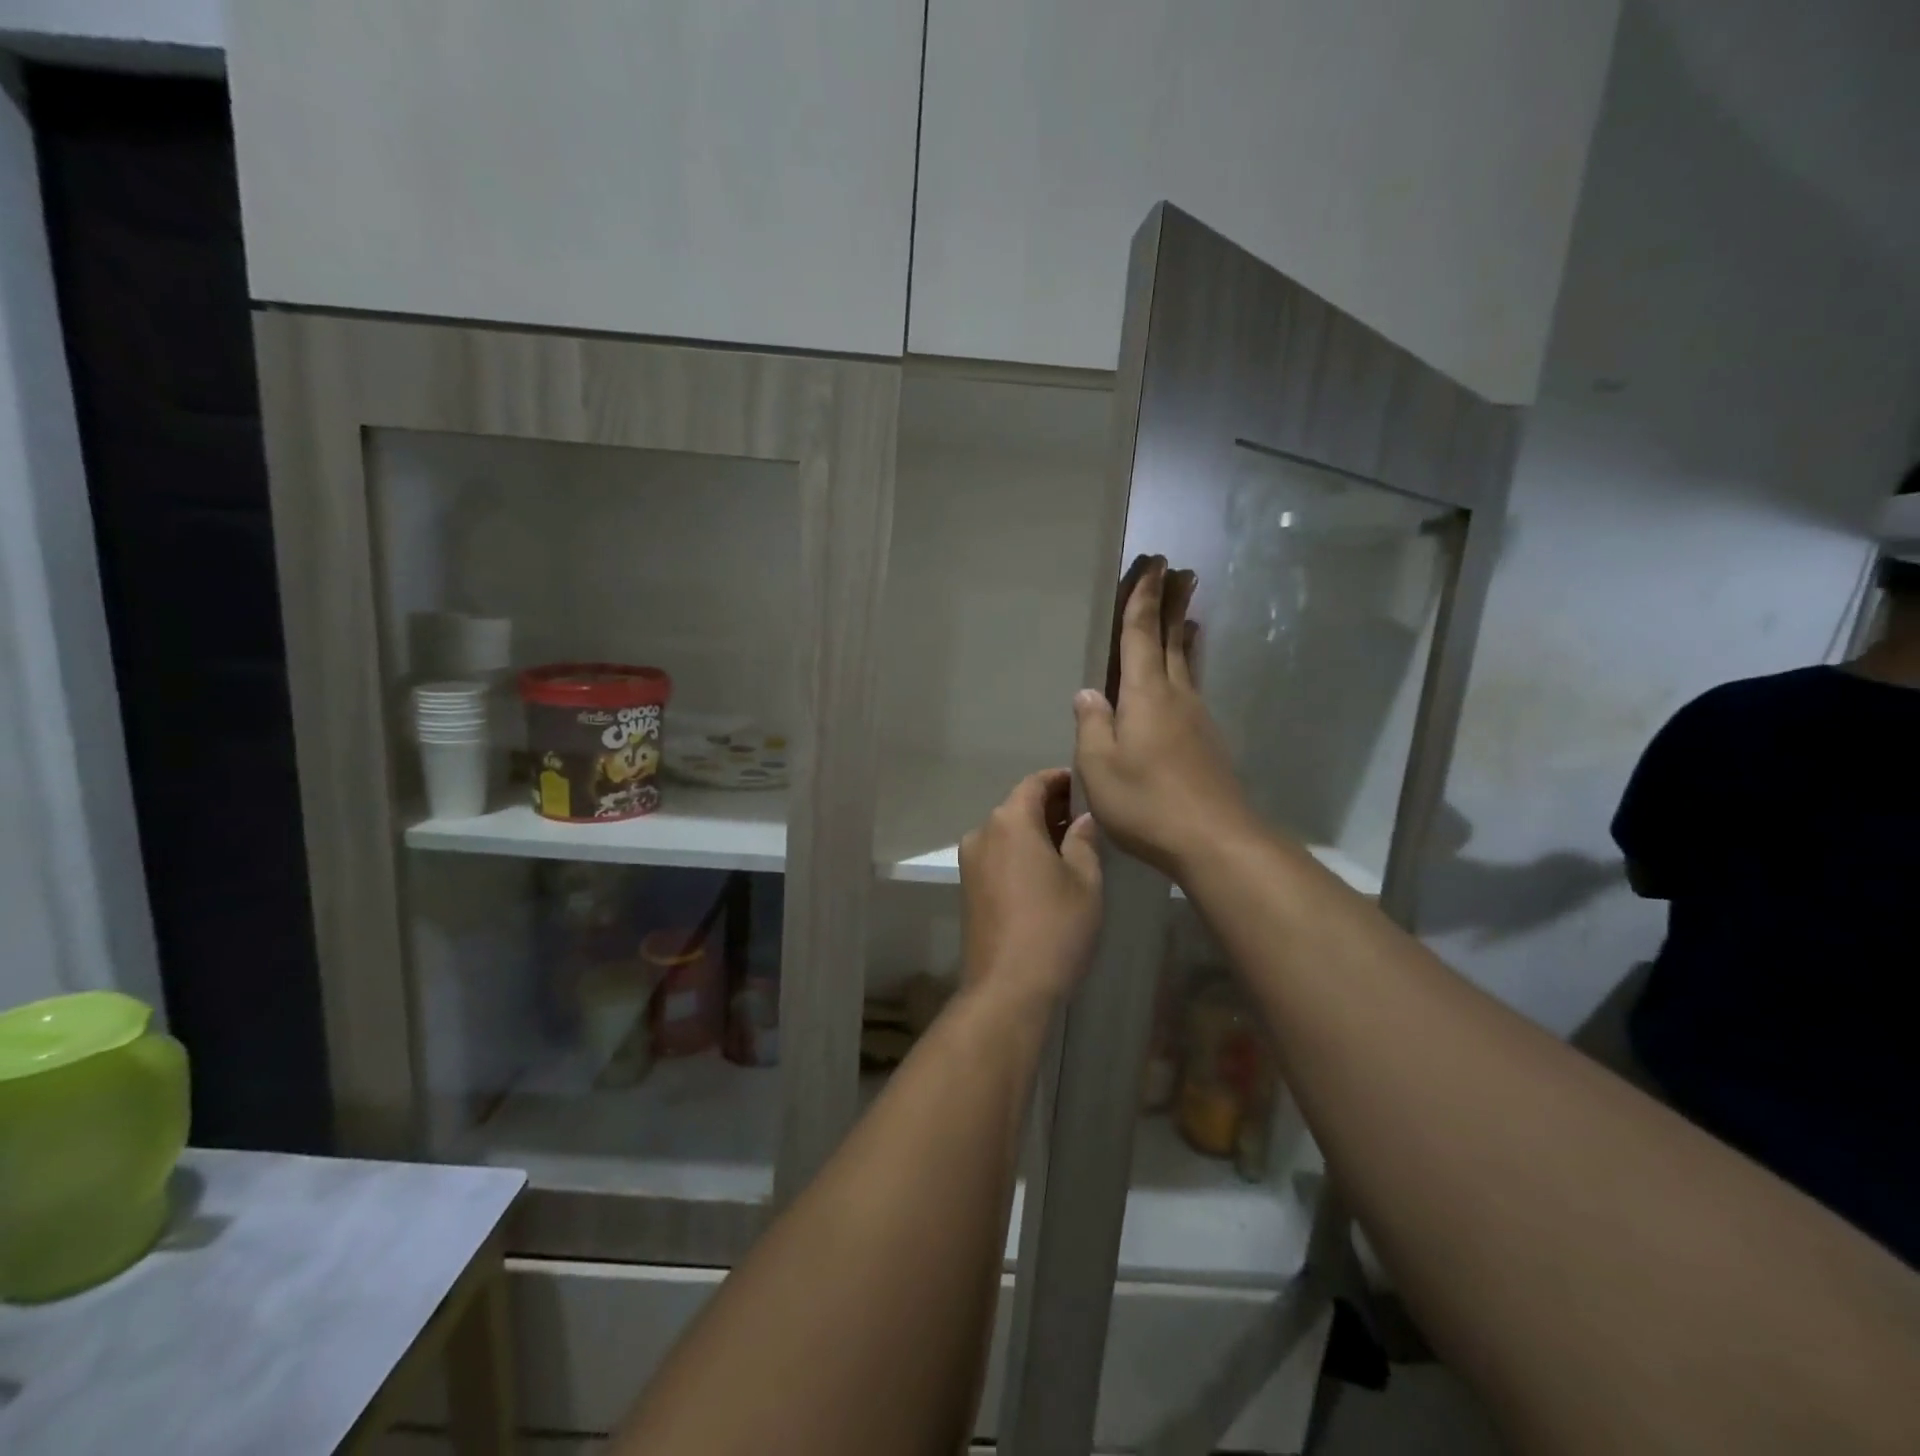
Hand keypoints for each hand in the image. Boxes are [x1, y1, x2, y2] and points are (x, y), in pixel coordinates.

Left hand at [957, 768, 1102, 1009]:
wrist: (1007, 988)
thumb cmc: (1054, 928)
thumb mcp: (1084, 881)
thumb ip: (1084, 840)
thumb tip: (1083, 818)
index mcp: (1009, 821)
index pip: (1035, 783)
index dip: (1062, 780)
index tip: (1087, 787)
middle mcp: (982, 832)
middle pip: (1019, 806)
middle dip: (1052, 806)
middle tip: (1088, 816)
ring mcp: (970, 861)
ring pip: (1008, 832)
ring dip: (1037, 831)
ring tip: (1074, 843)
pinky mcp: (968, 887)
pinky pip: (999, 854)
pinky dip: (1022, 851)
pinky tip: (1049, 868)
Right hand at [1073, 557, 1256, 878]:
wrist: (1214, 839)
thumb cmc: (1147, 801)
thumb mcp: (1100, 766)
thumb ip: (1092, 725)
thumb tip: (1087, 693)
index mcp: (1145, 695)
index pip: (1141, 634)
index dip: (1144, 598)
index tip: (1154, 563)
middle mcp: (1175, 696)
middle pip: (1172, 639)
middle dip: (1172, 603)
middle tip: (1180, 570)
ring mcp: (1197, 718)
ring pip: (1187, 663)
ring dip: (1183, 632)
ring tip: (1188, 613)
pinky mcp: (1208, 741)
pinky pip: (1193, 687)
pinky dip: (1188, 665)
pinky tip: (1185, 675)